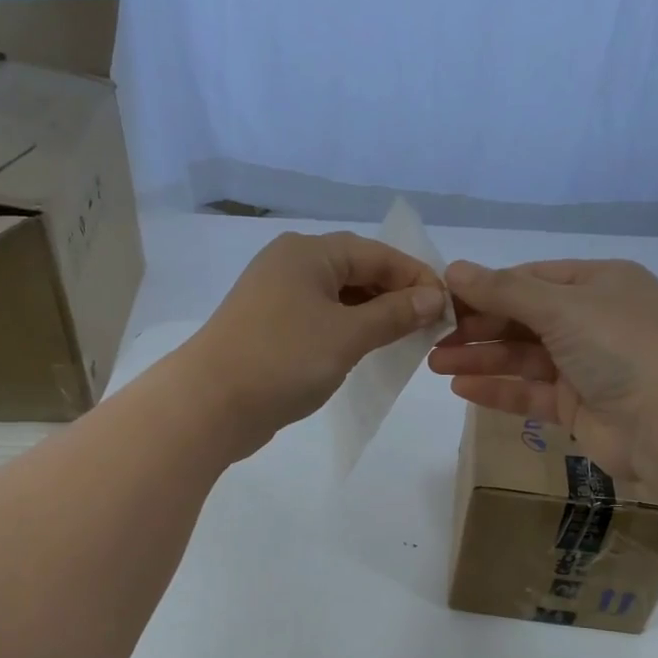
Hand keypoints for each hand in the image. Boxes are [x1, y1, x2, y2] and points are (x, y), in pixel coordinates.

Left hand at [182, 231, 447, 455]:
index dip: (415, 277)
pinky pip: (319, 320)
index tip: (448, 306)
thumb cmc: (283, 360)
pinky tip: (364, 351)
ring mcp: (274, 298)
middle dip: (395, 296)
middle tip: (429, 326)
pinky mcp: (268, 329)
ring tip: (404, 340)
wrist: (210, 404)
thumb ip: (394, 314)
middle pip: (356, 271)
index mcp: (308, 253)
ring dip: (372, 315)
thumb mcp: (347, 335)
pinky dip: (346, 331)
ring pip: (337, 298)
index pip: (376, 253)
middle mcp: (289, 265)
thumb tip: (434, 296)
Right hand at [428, 258, 657, 484]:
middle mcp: (593, 320)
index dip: (486, 287)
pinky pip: (530, 392)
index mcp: (599, 284)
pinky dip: (497, 389)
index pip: (531, 279)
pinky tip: (461, 388)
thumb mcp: (563, 307)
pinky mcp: (577, 405)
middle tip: (431, 336)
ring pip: (522, 357)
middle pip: (523, 318)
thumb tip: (453, 269)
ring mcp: (585, 365)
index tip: (442, 298)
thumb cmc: (622, 348)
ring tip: (435, 363)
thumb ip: (504, 291)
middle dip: (477, 326)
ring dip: (481, 358)